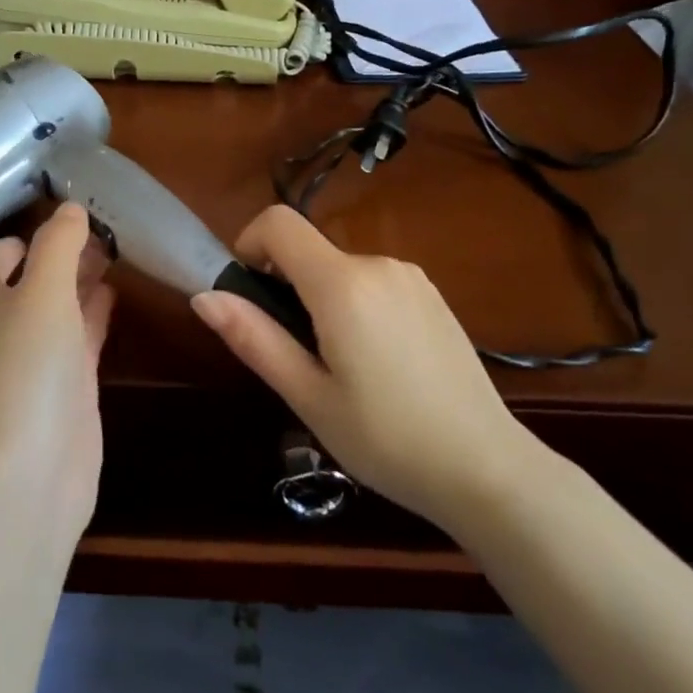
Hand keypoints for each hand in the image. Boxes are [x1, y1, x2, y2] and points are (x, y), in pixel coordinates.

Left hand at [0, 202, 115, 540]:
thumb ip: (58, 243)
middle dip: (70, 251)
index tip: (88, 207)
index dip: (45, 228)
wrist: (26, 474)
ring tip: (123, 248)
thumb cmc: (23, 368)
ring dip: (85, 278)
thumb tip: (71, 207)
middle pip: (35, 272)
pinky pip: (79, 334)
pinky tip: (118, 291)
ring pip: (60, 302)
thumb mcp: (41, 290)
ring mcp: (31, 356)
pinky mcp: (62, 385)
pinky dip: (95, 312)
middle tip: (115, 225)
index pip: (8, 246)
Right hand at [191, 205, 537, 533]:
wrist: (487, 469)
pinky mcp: (433, 297)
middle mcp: (379, 264)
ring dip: (321, 301)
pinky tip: (377, 366)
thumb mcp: (307, 395)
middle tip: (295, 355)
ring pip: (341, 270)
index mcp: (343, 284)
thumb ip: (254, 338)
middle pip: (309, 250)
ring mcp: (412, 278)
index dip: (249, 244)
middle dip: (286, 287)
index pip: (279, 222)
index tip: (248, 293)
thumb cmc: (386, 439)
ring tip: (339, 370)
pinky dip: (355, 307)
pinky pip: (373, 284)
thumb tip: (204, 296)